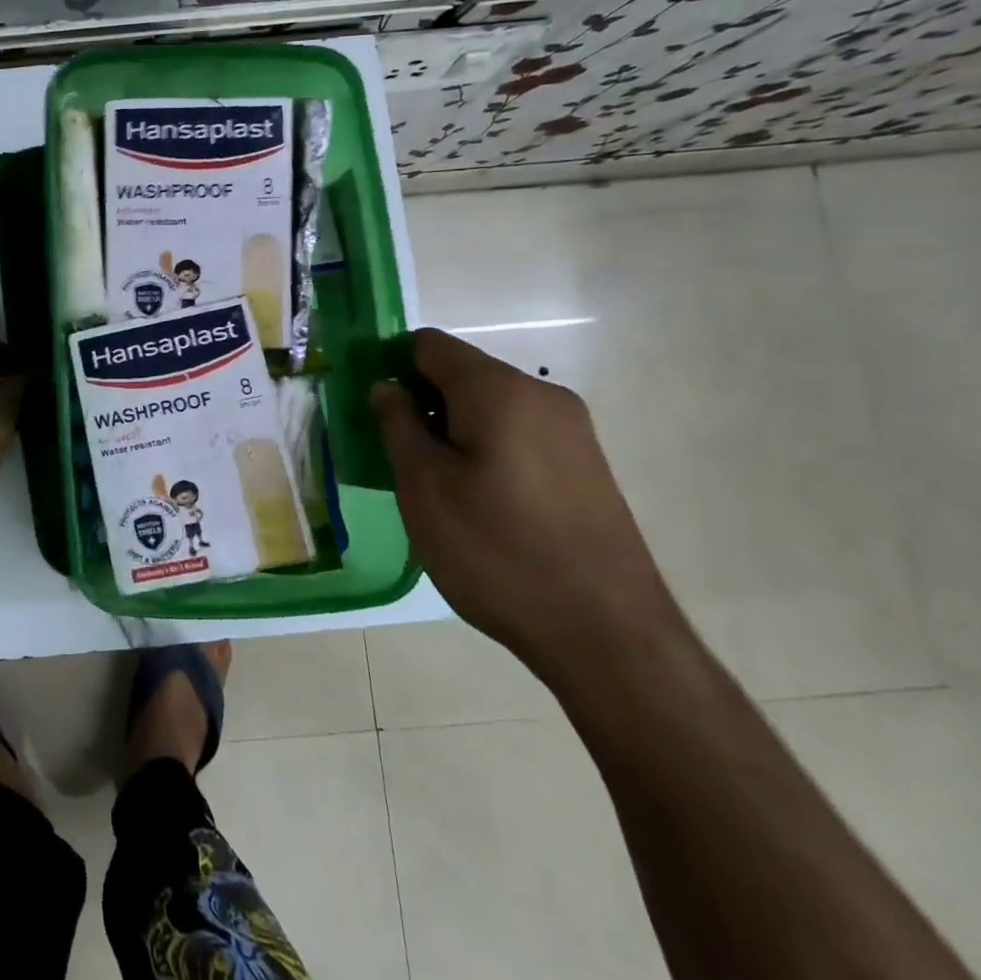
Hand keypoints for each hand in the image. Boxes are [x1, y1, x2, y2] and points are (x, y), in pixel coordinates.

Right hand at [372, 329, 683, 681]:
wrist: (606, 634)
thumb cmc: (496, 550)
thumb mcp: (423, 486)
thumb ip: (397, 424)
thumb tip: (387, 387)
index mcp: (498, 389)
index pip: (428, 344)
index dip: (391, 367)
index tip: (374, 413)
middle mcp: (542, 395)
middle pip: (461, 374)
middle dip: (422, 403)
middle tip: (399, 458)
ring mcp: (571, 431)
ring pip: (489, 407)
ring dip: (452, 430)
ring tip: (436, 487)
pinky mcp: (585, 465)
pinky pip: (518, 434)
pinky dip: (486, 450)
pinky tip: (479, 503)